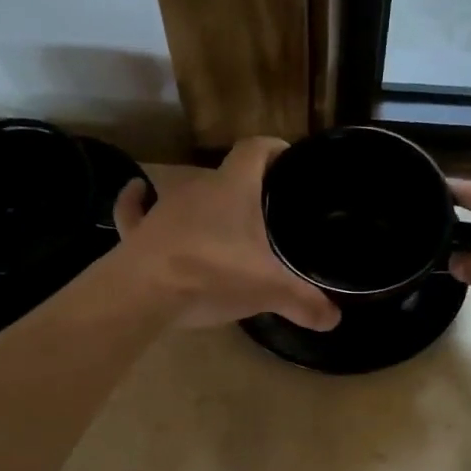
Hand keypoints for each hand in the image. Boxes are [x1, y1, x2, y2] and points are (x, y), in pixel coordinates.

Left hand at [113, 138, 340, 331]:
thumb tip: (335, 320)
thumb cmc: (214, 274)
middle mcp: (197, 188)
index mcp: (232, 188)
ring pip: (186, 194)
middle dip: (244, 188)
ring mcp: (162, 208)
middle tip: (264, 212)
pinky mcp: (138, 231)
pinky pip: (136, 210)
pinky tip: (139, 194)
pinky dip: (138, 202)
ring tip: (222, 222)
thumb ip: (304, 302)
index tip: (287, 160)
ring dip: (202, 203)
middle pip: (224, 175)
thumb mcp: (269, 289)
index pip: (255, 150)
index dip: (273, 150)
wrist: (144, 292)